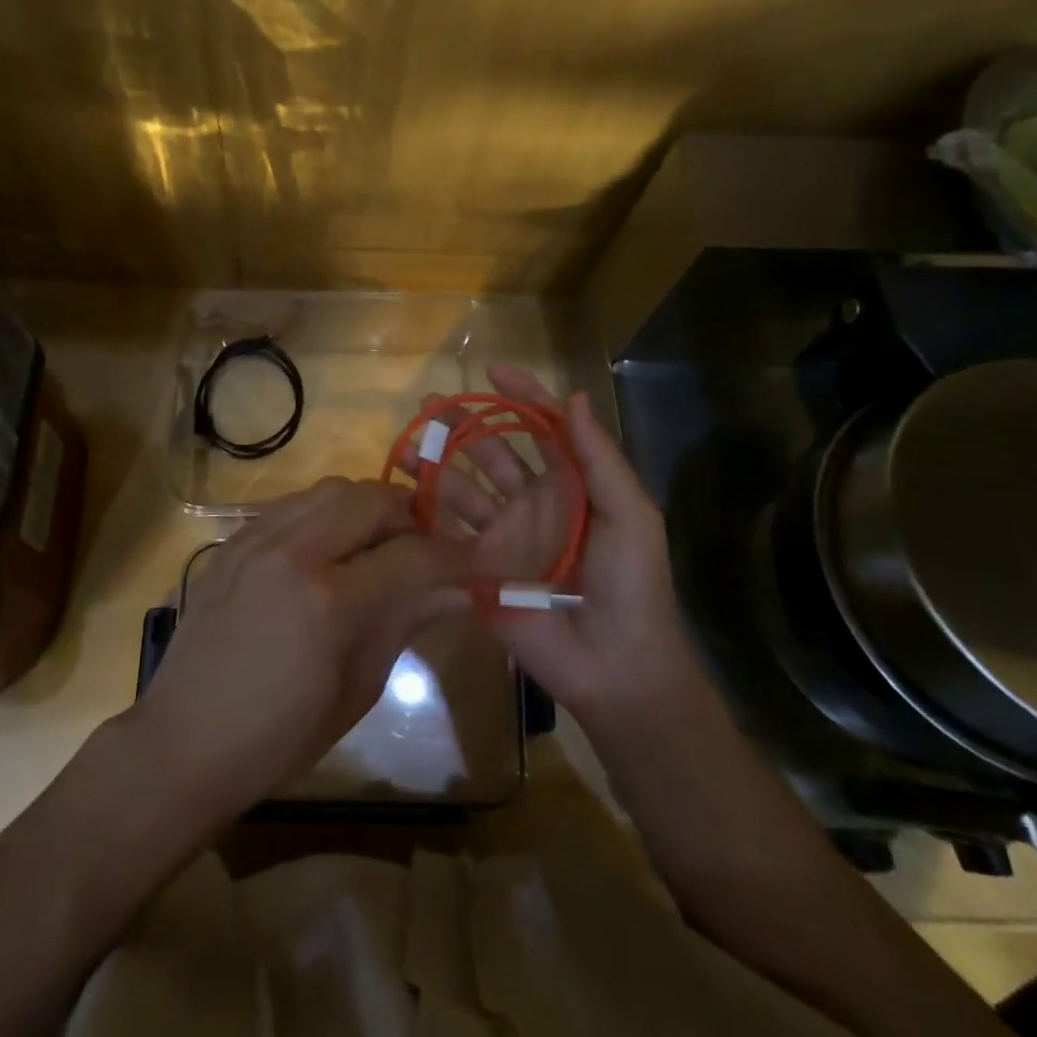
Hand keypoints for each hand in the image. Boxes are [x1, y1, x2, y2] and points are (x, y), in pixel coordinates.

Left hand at [130, 478, 471, 823]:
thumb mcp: (358, 686)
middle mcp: (293, 551)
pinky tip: (330, 547)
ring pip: (333, 489)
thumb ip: (408, 620)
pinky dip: (326, 513)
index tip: (478, 562)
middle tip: (425, 549)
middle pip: (373, 499)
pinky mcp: (234, 539)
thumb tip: (462, 590)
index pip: (413, 556)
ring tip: (379, 543)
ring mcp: (257, 538)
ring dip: (368, 508)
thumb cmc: (281, 735)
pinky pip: (294, 503)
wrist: (185, 740)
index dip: (455, 557)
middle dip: (411, 518)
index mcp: (328, 600)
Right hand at [420, 365, 704, 743]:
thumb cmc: (632, 584)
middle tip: (429, 404)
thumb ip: (598, 457)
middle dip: (462, 424)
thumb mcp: (630, 514)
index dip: (521, 396)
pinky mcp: (478, 569)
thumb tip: (573, 396)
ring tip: (408, 446)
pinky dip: (426, 514)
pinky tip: (403, 495)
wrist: (616, 665)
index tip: (492, 370)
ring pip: (462, 489)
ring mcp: (502, 535)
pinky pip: (448, 534)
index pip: (541, 428)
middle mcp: (531, 502)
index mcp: (569, 484)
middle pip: (490, 452)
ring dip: (436, 465)